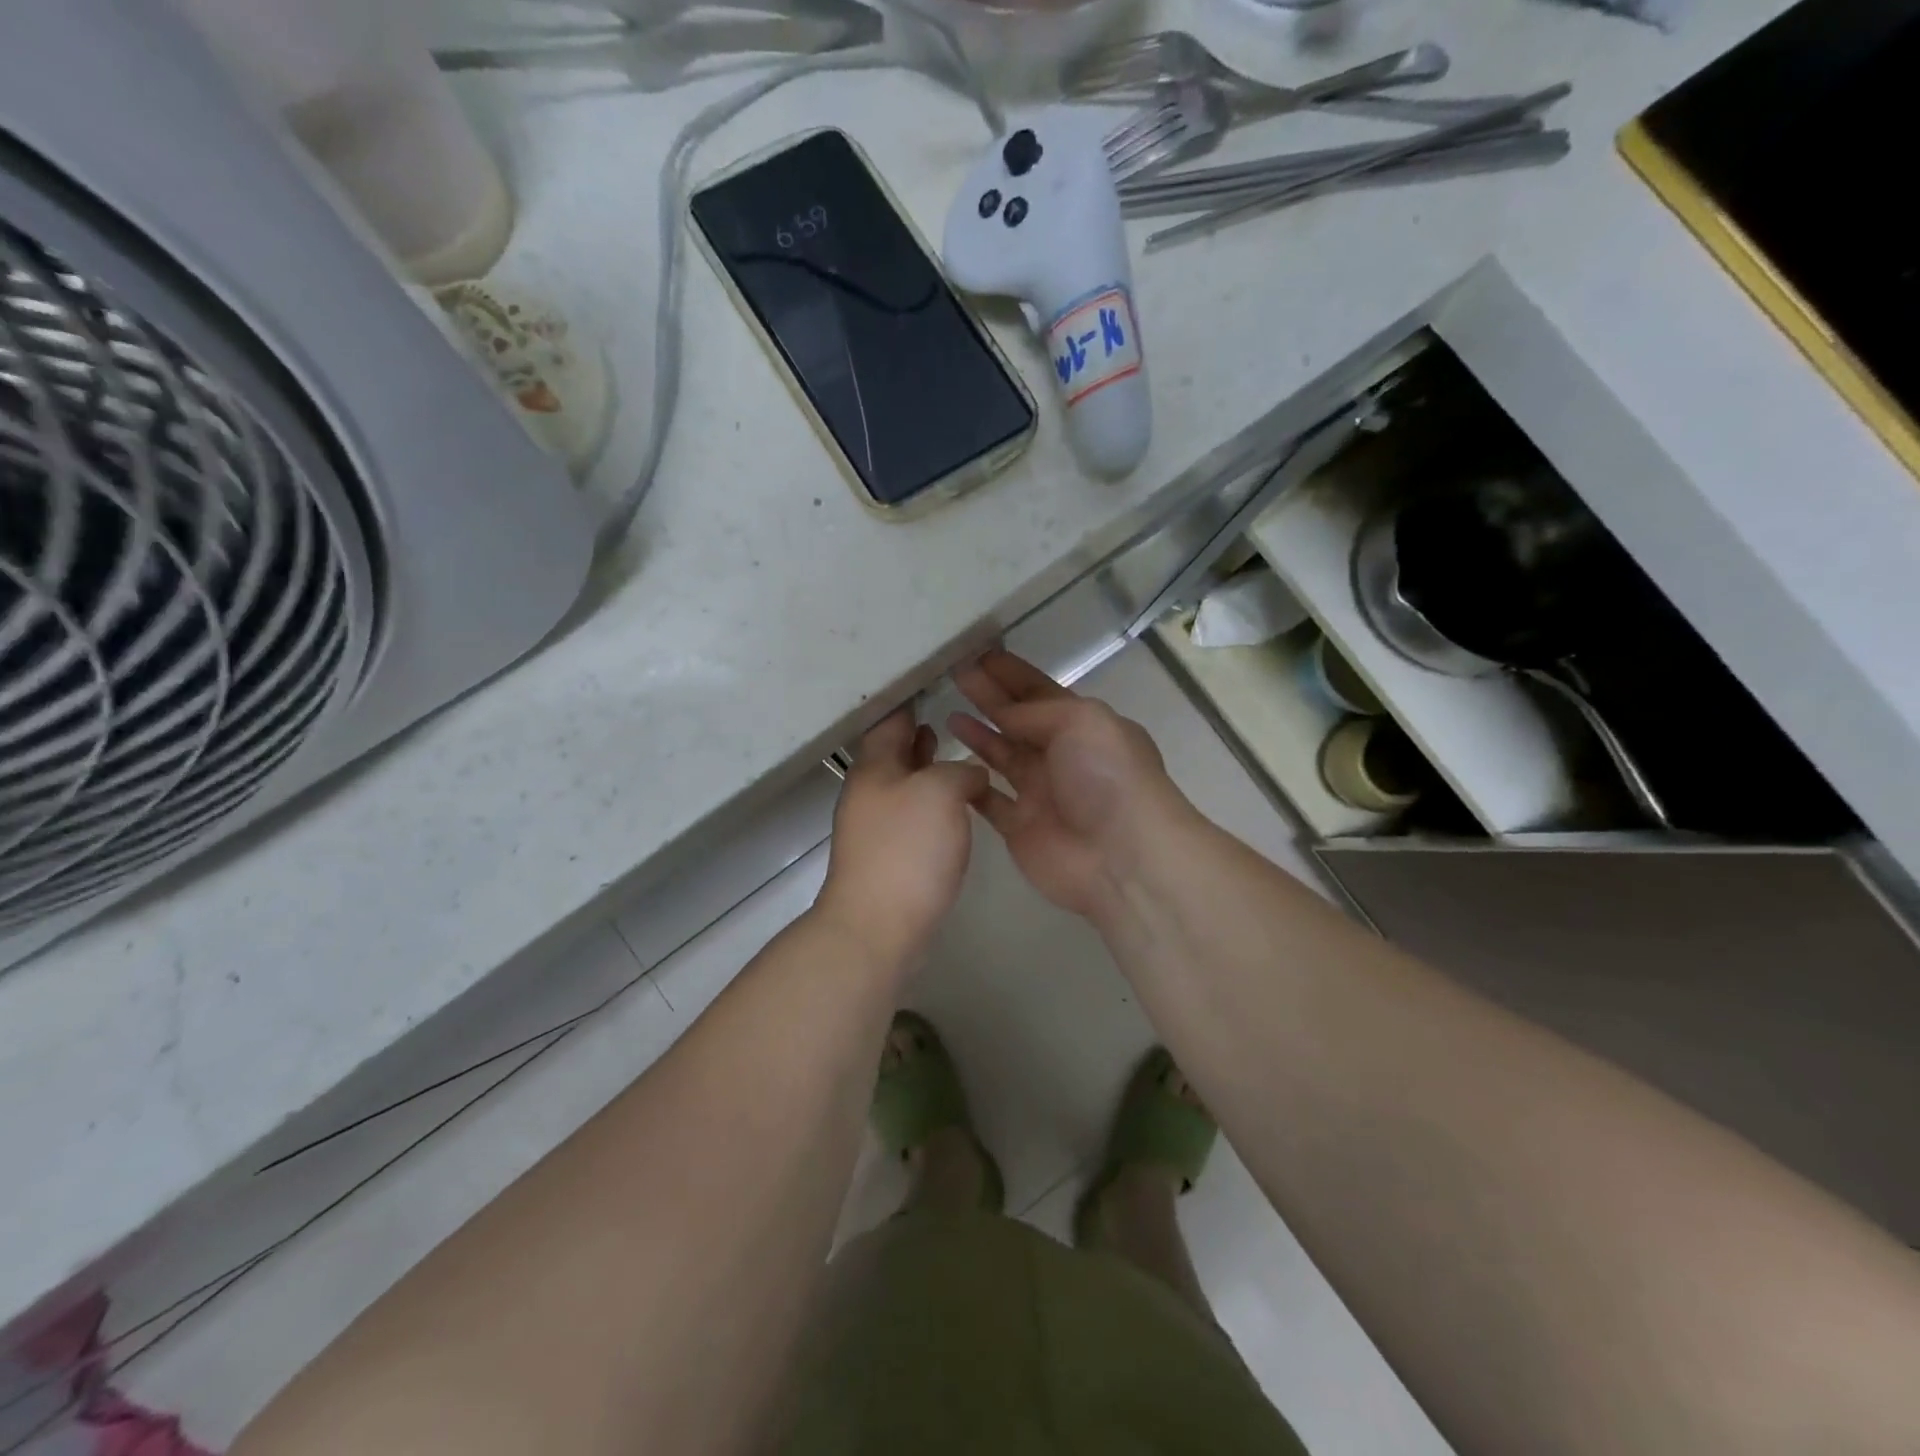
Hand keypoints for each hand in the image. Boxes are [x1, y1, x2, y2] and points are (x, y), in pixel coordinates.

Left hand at [814, 708, 989, 968]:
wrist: (878, 926)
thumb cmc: (907, 849)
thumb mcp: (941, 793)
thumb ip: (960, 771)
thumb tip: (970, 775)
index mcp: (874, 767)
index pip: (890, 719)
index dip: (910, 698)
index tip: (933, 680)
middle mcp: (869, 791)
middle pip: (893, 750)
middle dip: (917, 732)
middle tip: (945, 710)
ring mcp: (875, 826)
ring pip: (903, 782)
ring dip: (925, 765)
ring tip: (949, 749)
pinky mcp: (888, 855)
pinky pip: (911, 813)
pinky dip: (930, 799)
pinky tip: (953, 805)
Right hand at [949, 651, 1179, 919]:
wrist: (1121, 856)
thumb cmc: (1107, 777)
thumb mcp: (1081, 721)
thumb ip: (1037, 711)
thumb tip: (1003, 714)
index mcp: (1084, 725)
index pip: (1041, 691)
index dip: (1011, 674)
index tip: (978, 654)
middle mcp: (1062, 755)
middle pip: (1018, 720)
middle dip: (989, 696)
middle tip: (954, 674)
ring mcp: (1040, 792)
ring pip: (1002, 756)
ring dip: (978, 734)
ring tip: (946, 712)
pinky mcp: (1020, 827)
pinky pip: (989, 799)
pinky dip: (970, 783)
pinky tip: (946, 765)